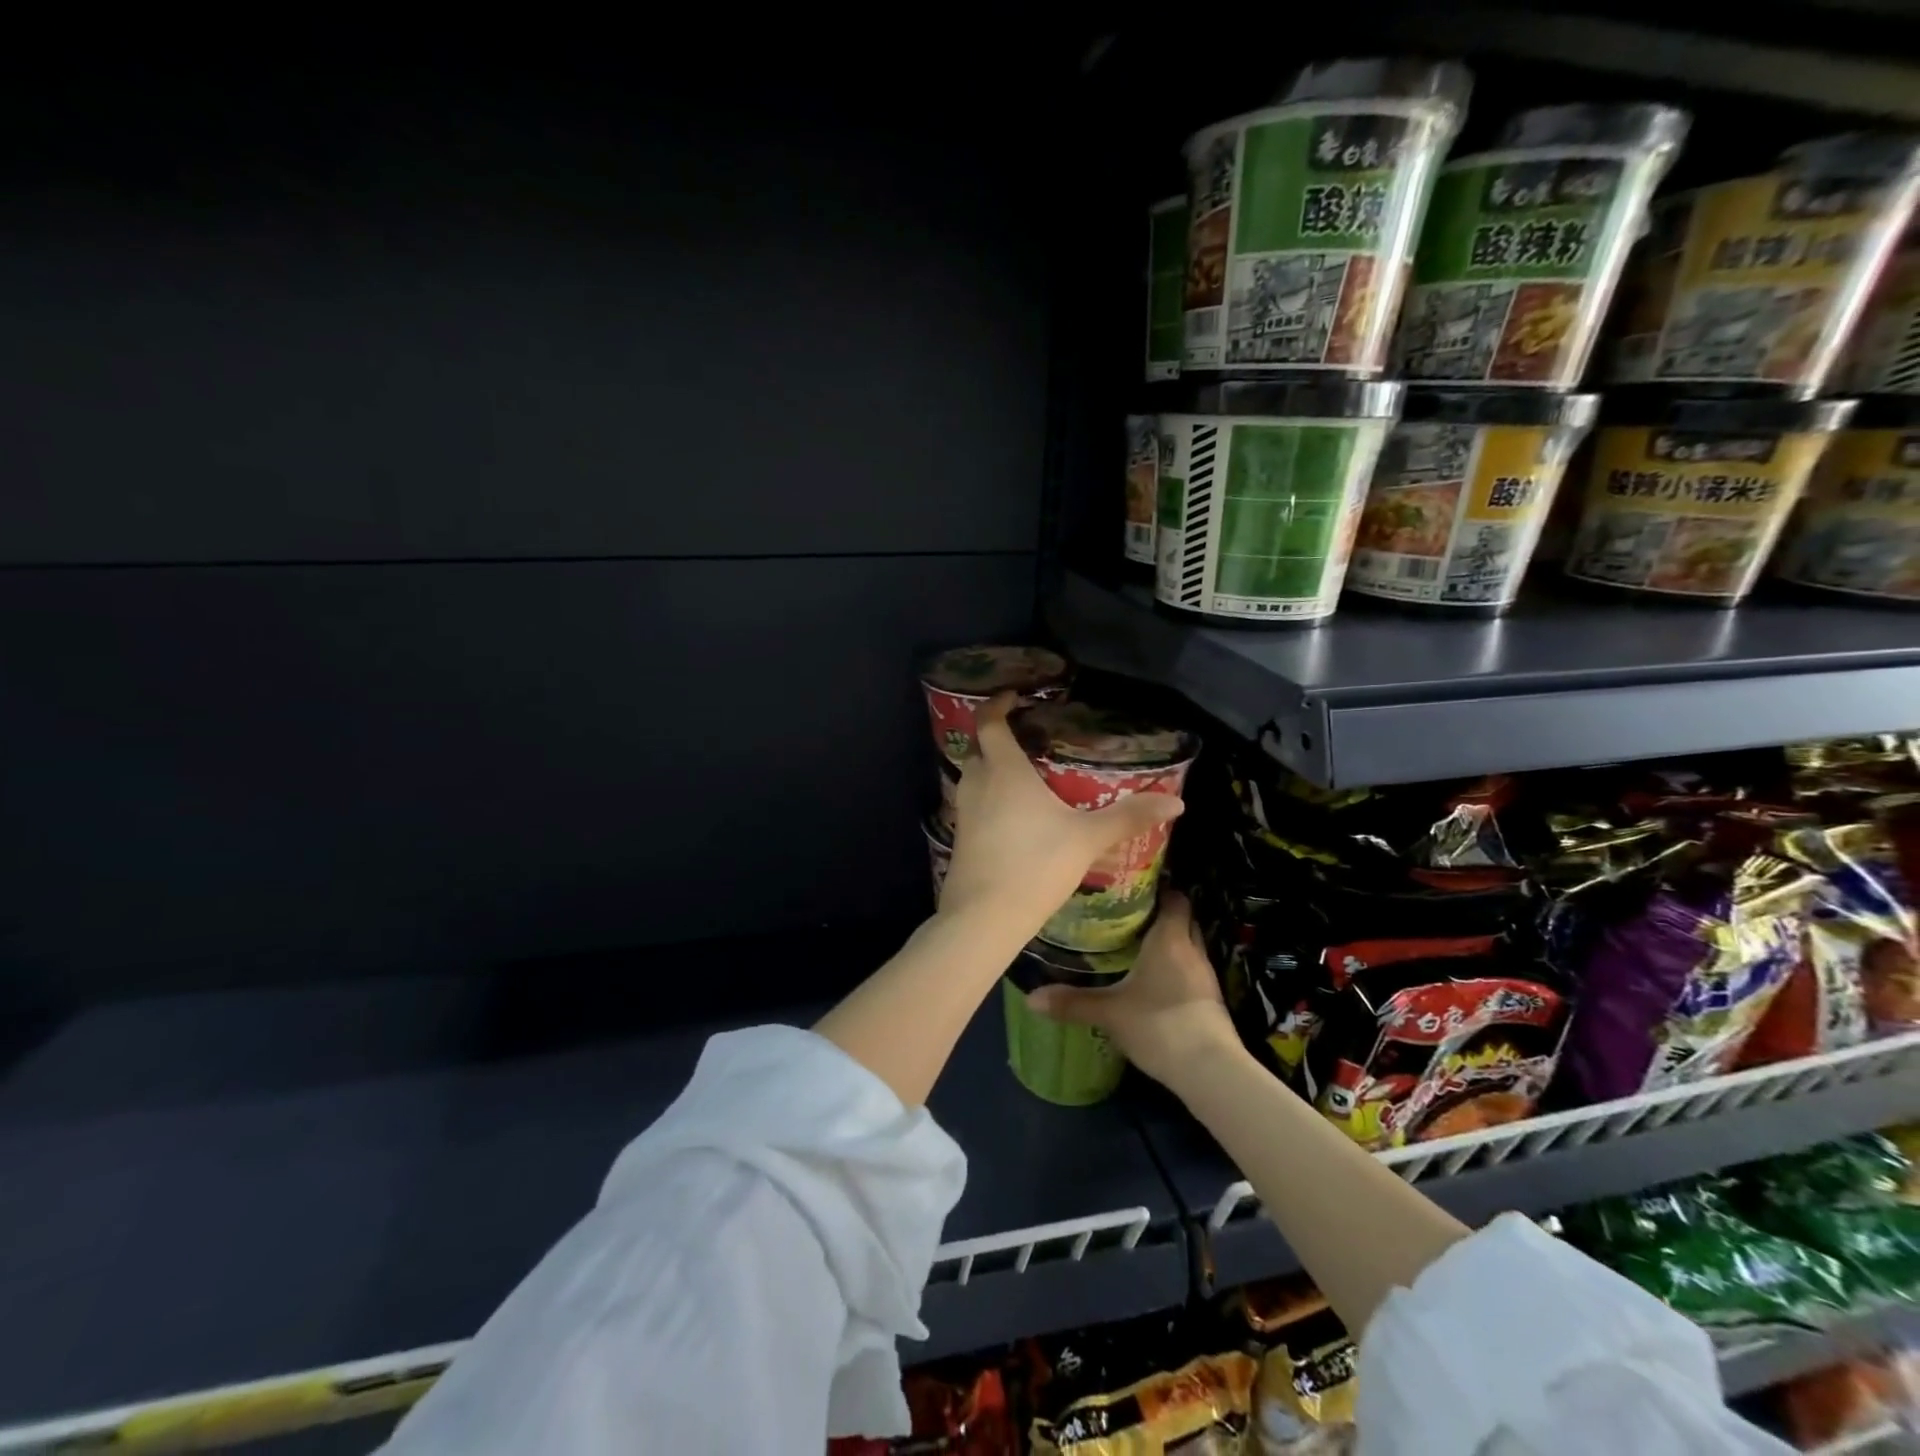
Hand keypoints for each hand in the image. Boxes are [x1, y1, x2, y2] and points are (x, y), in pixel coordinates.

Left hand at [939, 693, 1182, 934]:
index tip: (1013, 696)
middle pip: (979, 748)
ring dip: (994, 770)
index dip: (997, 703)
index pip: (989, 722)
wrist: (985, 916)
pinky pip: (974, 805)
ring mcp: (964, 811)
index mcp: (1004, 770)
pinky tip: (1015, 818)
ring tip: (1026, 778)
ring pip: (974, 778)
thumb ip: (1129, 816)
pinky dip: (991, 799)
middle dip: (998, 738)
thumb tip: (1177, 801)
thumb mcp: (1088, 839)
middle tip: (1029, 740)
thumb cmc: (1036, 864)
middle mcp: (978, 783)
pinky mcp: (960, 837)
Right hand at [1026, 888, 1238, 1088]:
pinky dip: (1174, 968)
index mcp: (1170, 938)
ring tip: (1135, 946)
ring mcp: (1205, 976)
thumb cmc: (1159, 1025)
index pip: (1174, 897)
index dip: (1159, 890)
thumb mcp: (1109, 1012)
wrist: (1210, 1070)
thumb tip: (1030, 997)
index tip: (1132, 889)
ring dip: (1168, 944)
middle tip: (1127, 916)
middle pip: (1182, 919)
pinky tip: (1152, 980)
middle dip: (1160, 915)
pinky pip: (1190, 970)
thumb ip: (1072, 1002)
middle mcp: (1191, 949)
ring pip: (1187, 946)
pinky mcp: (1210, 1000)